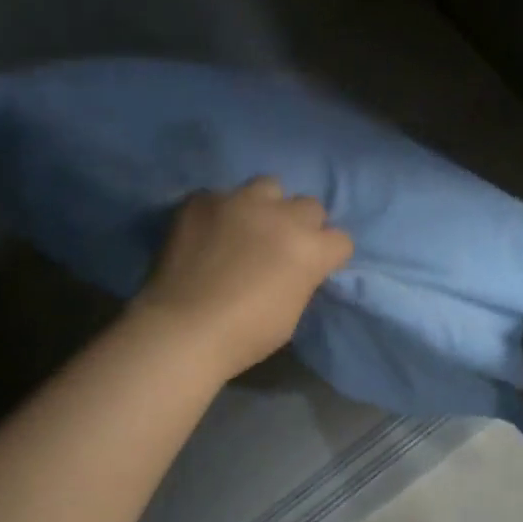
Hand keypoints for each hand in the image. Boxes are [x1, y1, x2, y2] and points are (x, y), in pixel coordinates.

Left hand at [132, 177, 353, 378]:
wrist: (181, 330)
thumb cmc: (243, 335)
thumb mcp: (291, 312)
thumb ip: (301, 278)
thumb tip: (295, 267)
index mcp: (310, 248)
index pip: (341, 240)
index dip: (329, 256)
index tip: (314, 268)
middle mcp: (282, 215)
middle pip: (310, 206)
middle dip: (301, 225)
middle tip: (281, 247)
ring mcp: (240, 202)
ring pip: (268, 186)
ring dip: (265, 205)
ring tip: (246, 226)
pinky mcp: (203, 200)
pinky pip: (220, 196)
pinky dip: (219, 213)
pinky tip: (206, 234)